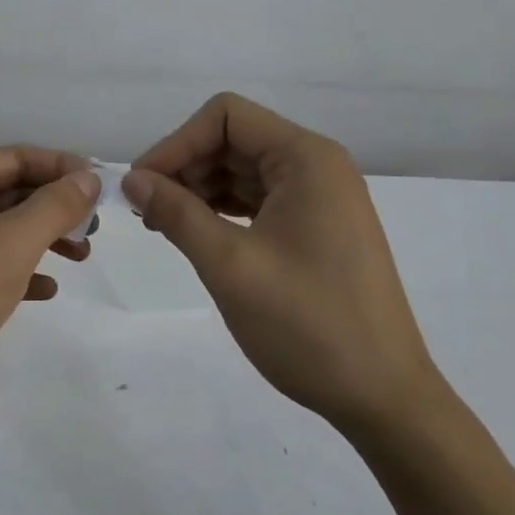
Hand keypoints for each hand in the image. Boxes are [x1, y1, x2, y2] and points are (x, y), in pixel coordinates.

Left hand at [0, 148, 100, 445]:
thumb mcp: (8, 246)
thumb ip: (53, 207)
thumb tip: (88, 176)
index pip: (19, 156)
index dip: (64, 168)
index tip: (104, 192)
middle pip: (10, 190)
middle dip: (55, 206)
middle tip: (93, 233)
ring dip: (40, 238)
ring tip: (79, 260)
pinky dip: (16, 270)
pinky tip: (43, 291)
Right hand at [123, 94, 439, 430]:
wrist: (382, 398)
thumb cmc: (307, 325)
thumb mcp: (229, 265)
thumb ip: (176, 213)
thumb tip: (132, 178)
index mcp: (306, 158)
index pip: (226, 116)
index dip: (177, 143)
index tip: (141, 186)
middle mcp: (317, 166)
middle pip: (233, 139)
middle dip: (185, 167)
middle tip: (146, 211)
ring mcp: (320, 198)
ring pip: (243, 170)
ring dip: (199, 189)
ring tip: (164, 226)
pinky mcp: (317, 228)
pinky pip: (259, 199)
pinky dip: (223, 210)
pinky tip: (197, 235)